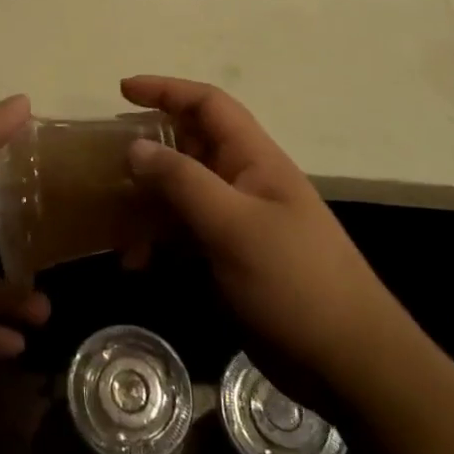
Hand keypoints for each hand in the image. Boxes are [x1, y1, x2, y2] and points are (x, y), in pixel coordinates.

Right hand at [120, 76, 385, 390]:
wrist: (348, 364)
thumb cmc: (295, 282)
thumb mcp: (234, 226)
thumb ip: (182, 182)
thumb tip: (135, 146)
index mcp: (254, 159)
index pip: (208, 105)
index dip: (167, 90)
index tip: (122, 91)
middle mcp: (242, 181)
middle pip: (189, 147)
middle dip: (148, 150)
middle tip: (106, 163)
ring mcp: (236, 222)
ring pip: (180, 194)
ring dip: (146, 203)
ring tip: (113, 225)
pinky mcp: (229, 259)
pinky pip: (183, 235)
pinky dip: (156, 242)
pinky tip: (135, 264)